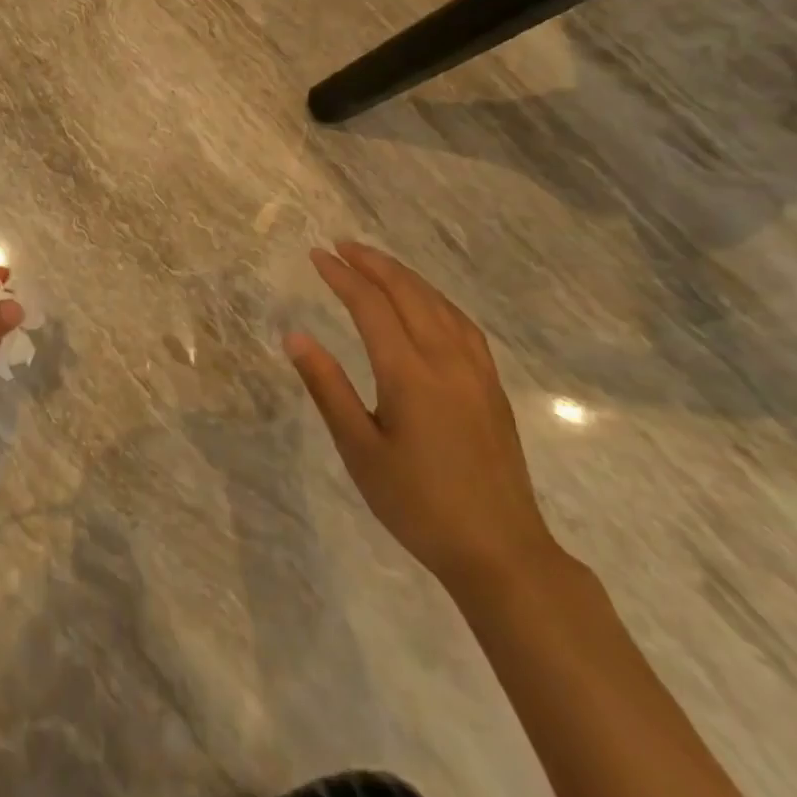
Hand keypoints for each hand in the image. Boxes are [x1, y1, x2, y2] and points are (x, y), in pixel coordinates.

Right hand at [287, 241, 559, 590]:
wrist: (501, 552)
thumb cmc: (418, 503)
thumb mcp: (360, 450)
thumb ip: (328, 387)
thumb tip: (295, 337)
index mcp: (409, 373)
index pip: (371, 306)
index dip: (342, 276)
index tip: (316, 255)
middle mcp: (446, 360)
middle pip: (408, 292)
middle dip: (373, 263)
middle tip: (341, 244)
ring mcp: (476, 371)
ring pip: (439, 303)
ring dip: (404, 275)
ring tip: (375, 262)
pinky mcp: (492, 386)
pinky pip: (462, 323)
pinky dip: (435, 298)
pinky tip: (426, 302)